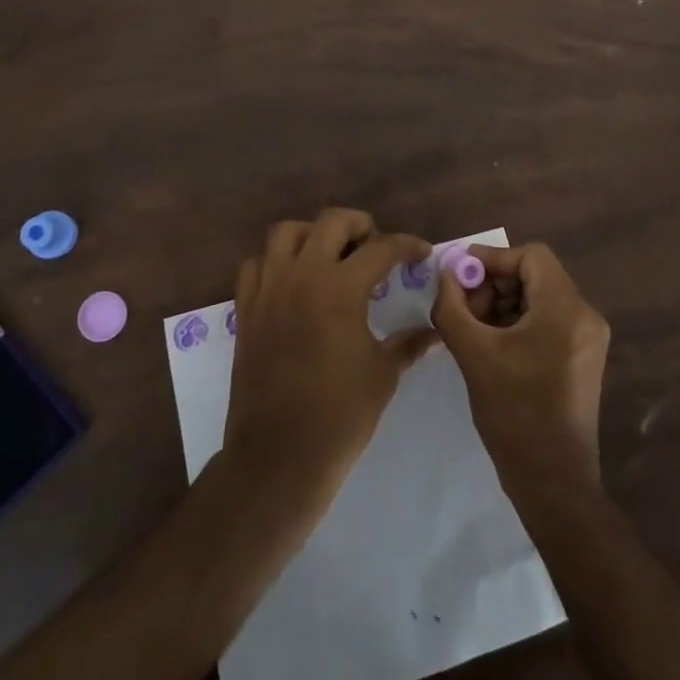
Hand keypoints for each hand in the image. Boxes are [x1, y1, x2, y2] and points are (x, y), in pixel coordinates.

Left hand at [223, 209, 435, 509]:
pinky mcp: (246, 308)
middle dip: (360, 225)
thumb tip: (433, 331)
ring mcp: (268, 288)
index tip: (421, 253)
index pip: (381, 248)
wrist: (278, 457)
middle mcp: (302, 275)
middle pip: (331, 221)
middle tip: (375, 246)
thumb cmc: (339, 416)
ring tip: (330, 255)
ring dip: (313, 234)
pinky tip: (293, 281)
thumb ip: (408, 344)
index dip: (407, 246)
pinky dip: (276, 261)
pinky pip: (257, 264)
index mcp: (340, 288)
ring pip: (286, 232)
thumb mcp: (383, 375)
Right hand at [432, 243, 609, 494]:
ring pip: (539, 298)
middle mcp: (585, 316)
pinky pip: (547, 321)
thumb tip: (445, 274)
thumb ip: (452, 306)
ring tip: (473, 329)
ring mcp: (587, 338)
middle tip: (463, 307)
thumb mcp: (474, 354)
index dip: (492, 259)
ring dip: (502, 304)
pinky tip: (491, 344)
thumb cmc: (515, 414)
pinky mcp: (582, 358)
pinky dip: (517, 322)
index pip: (531, 256)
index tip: (460, 275)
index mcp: (566, 309)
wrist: (553, 483)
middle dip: (494, 284)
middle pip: (535, 275)